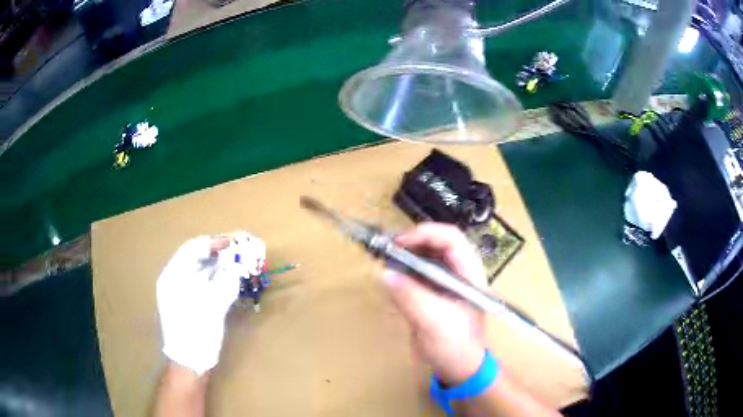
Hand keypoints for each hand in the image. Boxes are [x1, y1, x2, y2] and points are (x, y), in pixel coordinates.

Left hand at [156, 235, 239, 374]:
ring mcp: (179, 291)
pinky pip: (201, 282)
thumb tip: (239, 264)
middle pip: (196, 257)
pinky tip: (228, 281)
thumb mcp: (212, 307)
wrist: (189, 363)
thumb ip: (225, 282)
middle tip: (239, 254)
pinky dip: (215, 278)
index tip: (235, 243)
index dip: (214, 243)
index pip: (193, 248)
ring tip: (237, 265)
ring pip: (200, 269)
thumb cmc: (197, 333)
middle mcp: (173, 279)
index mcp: (173, 276)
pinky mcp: (187, 302)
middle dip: (218, 253)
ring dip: (218, 265)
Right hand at [382, 223, 487, 384]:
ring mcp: (445, 283)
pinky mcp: (432, 293)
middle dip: (412, 242)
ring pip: (425, 257)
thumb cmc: (455, 346)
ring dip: (405, 255)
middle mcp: (458, 272)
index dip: (426, 234)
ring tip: (385, 258)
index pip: (452, 239)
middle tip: (387, 248)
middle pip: (436, 244)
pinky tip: (390, 276)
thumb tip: (385, 274)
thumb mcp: (433, 321)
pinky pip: (416, 274)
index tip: (400, 242)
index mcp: (468, 273)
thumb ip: (410, 296)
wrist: (457, 367)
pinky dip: (402, 272)